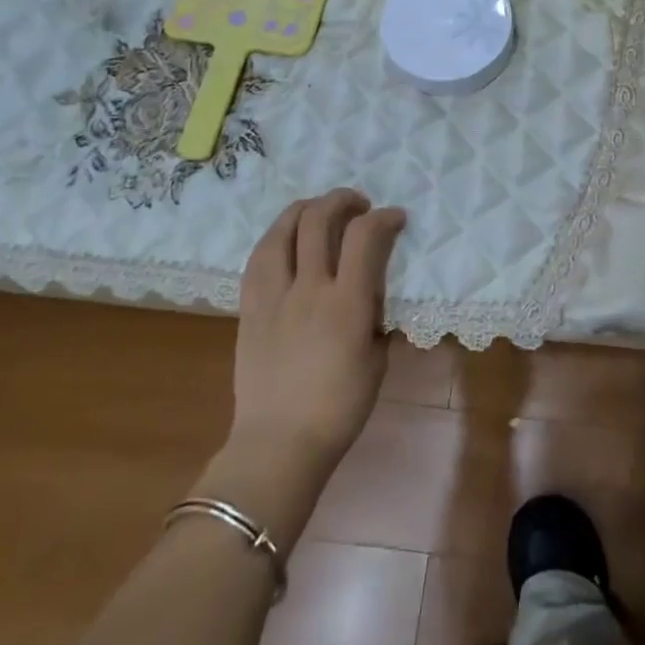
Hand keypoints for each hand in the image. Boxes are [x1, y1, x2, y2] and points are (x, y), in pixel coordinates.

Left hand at [198, 189, 406, 540]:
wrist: (279, 444)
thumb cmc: (339, 408)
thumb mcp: (377, 360)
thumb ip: (377, 317)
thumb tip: (375, 292)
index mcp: (347, 304)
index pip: (365, 237)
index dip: (384, 217)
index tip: (395, 218)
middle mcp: (309, 289)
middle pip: (319, 220)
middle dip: (342, 200)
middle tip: (358, 206)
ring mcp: (274, 296)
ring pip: (282, 230)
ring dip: (305, 209)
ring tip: (319, 210)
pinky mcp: (249, 308)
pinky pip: (259, 258)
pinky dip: (276, 237)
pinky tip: (286, 239)